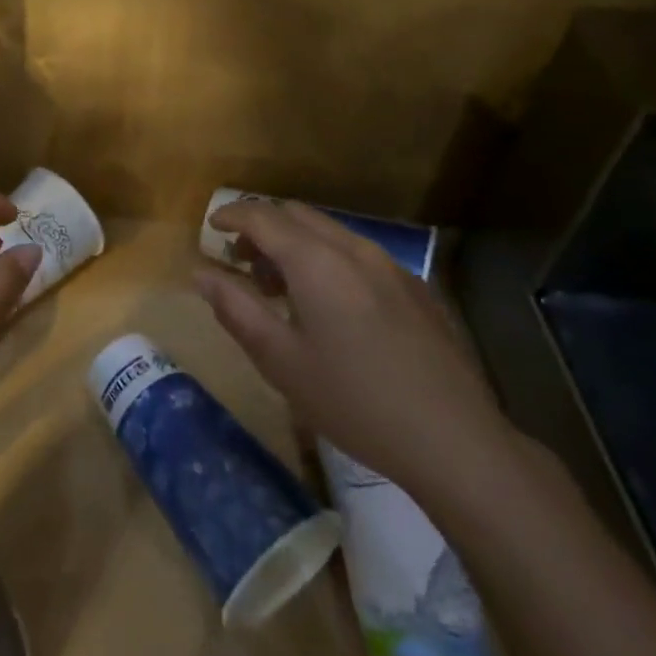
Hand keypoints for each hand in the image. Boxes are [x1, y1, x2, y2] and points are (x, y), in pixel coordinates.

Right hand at [194, 200, 515, 498]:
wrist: (455, 440)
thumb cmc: (353, 400)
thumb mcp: (280, 360)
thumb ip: (236, 309)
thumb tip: (201, 274)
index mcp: (315, 261)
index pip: (262, 216)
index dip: (231, 215)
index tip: (211, 227)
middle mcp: (353, 249)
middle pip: (297, 215)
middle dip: (262, 227)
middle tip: (241, 262)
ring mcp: (391, 266)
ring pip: (330, 233)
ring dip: (296, 244)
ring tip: (282, 288)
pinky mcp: (416, 289)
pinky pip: (359, 255)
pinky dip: (328, 260)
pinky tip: (332, 308)